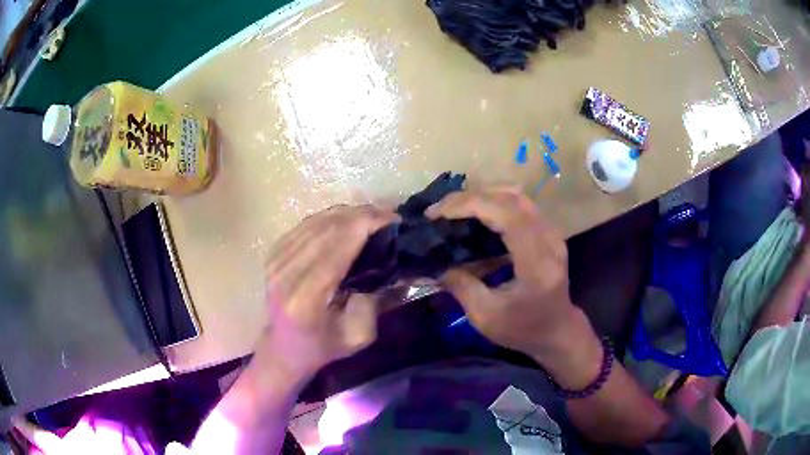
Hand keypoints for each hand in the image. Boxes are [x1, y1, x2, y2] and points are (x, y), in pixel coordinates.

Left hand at [257, 205, 397, 381]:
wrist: (285, 347)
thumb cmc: (324, 346)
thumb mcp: (359, 335)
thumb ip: (374, 299)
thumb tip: (388, 259)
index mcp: (306, 299)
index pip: (336, 248)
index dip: (365, 226)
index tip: (393, 219)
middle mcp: (286, 274)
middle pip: (327, 229)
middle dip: (361, 216)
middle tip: (388, 216)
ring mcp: (276, 261)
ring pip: (316, 222)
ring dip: (348, 214)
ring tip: (372, 217)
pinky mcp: (273, 253)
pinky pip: (306, 225)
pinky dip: (330, 218)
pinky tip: (348, 221)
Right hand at [426, 187, 577, 356]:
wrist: (557, 331)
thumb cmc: (523, 329)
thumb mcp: (486, 316)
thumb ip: (461, 286)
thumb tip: (434, 263)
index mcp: (537, 263)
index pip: (508, 215)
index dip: (471, 205)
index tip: (437, 213)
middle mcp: (549, 240)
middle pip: (511, 198)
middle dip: (470, 197)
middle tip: (439, 210)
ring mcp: (552, 233)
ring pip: (516, 195)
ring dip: (482, 196)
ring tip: (453, 209)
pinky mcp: (548, 231)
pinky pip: (520, 204)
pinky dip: (494, 202)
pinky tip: (475, 214)